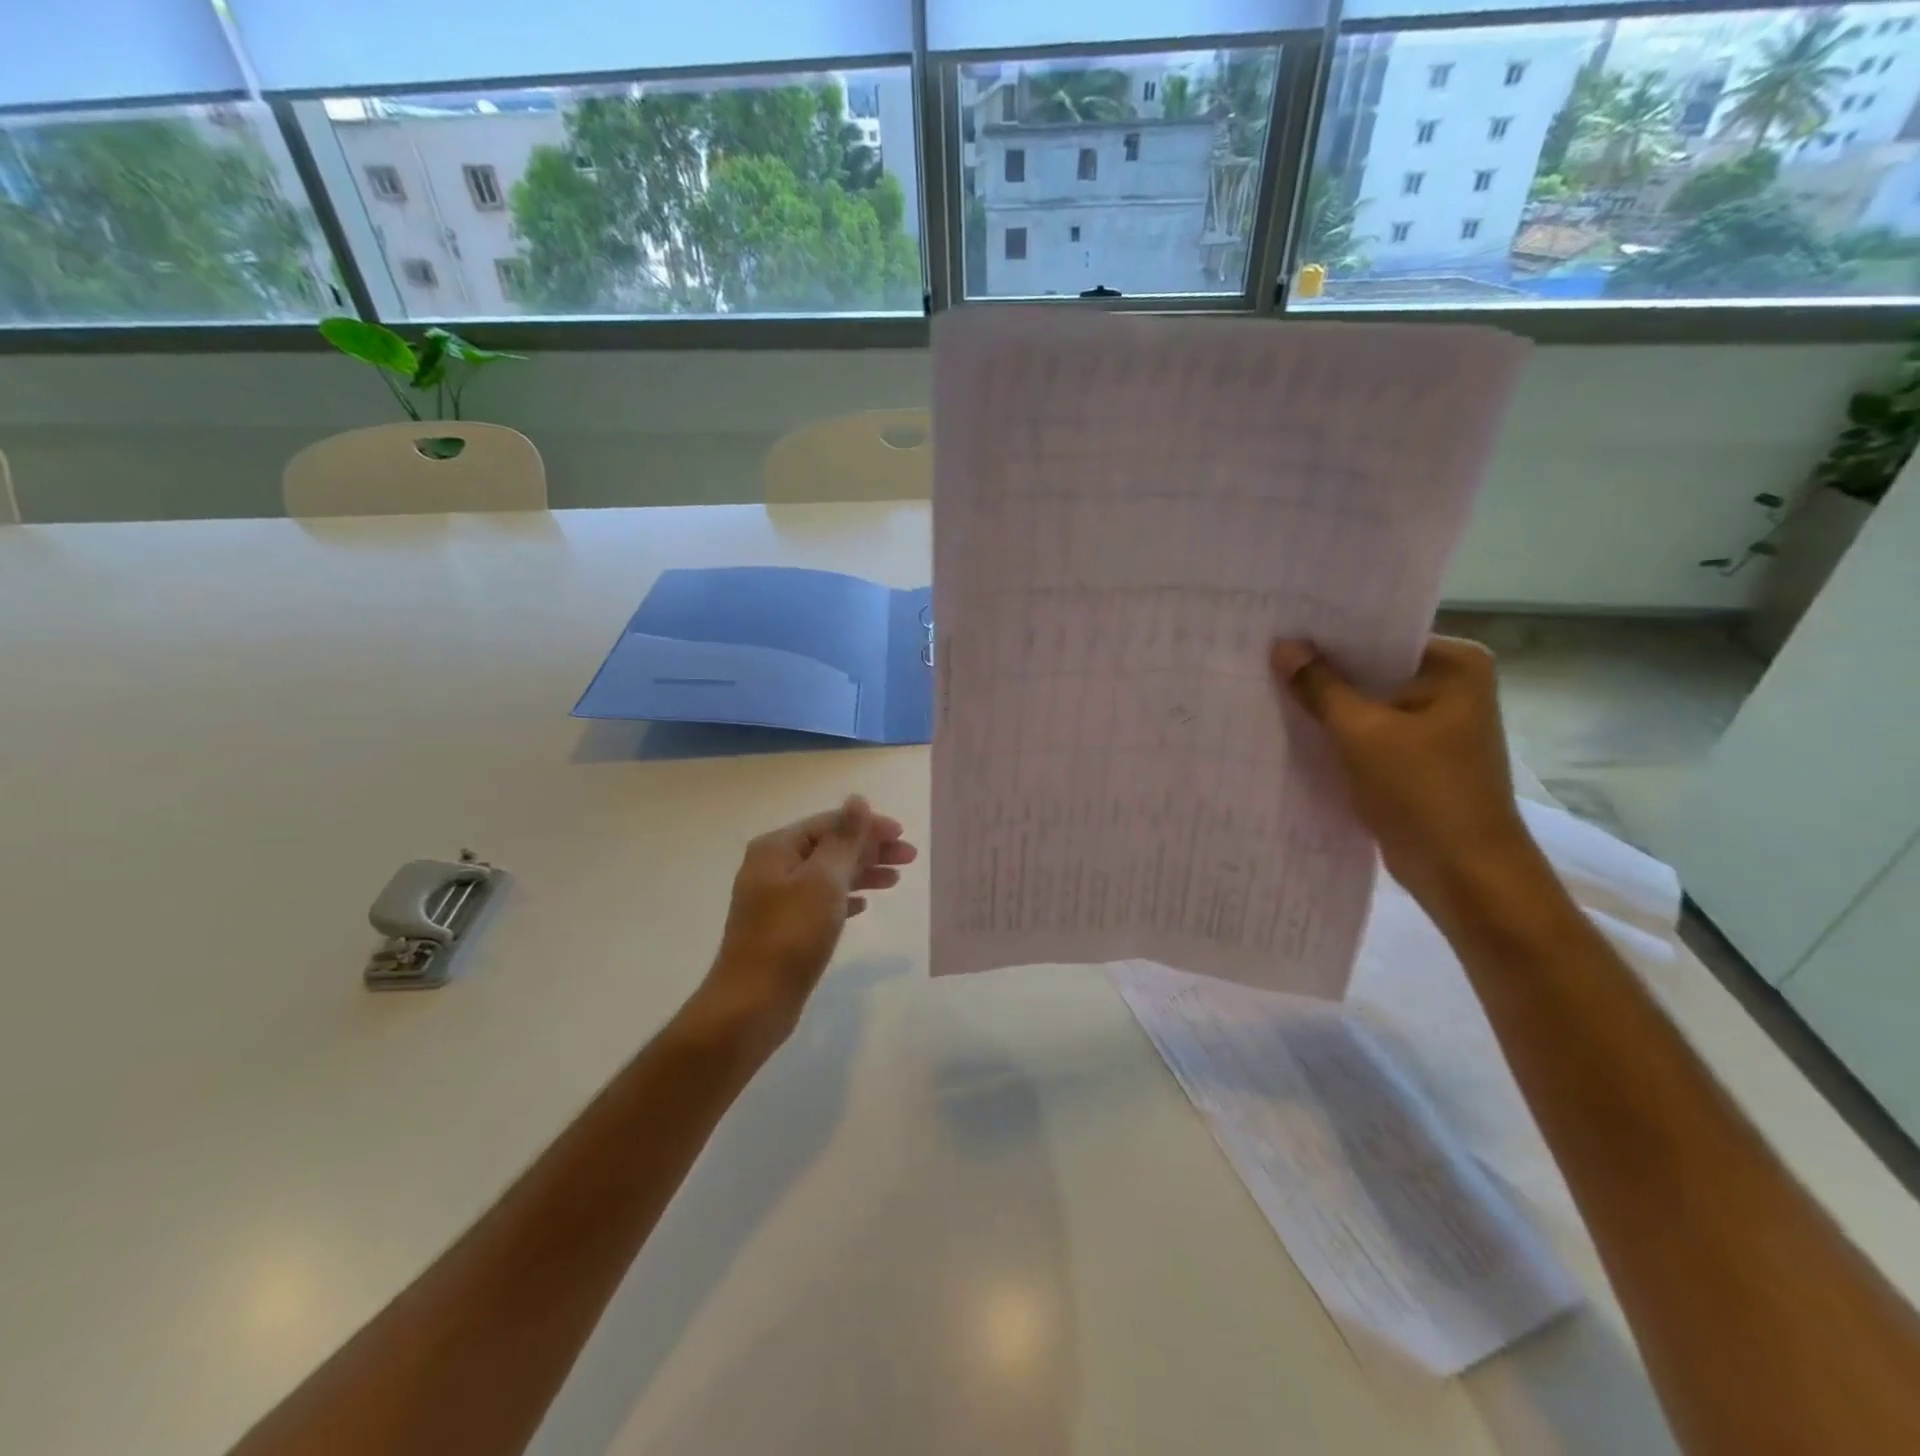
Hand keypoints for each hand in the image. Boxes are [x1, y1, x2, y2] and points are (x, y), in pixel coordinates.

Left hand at [684, 796, 916, 1055]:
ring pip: (827, 875)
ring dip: (861, 873)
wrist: (752, 1004)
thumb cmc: (790, 936)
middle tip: (909, 859)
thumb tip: (858, 800)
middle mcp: (772, 867)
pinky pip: (820, 902)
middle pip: (829, 847)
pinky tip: (864, 906)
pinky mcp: (782, 929)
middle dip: (869, 850)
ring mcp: (775, 899)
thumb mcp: (823, 881)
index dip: (868, 826)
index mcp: (776, 848)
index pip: (830, 823)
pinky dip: (844, 898)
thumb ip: (844, 839)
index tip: (903, 836)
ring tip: (894, 881)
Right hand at [1270, 636, 1550, 923]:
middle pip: (1372, 667)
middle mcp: (1449, 685)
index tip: (1280, 626)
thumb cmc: (1422, 791)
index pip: (1381, 634)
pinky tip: (1291, 726)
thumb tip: (1283, 646)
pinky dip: (1336, 732)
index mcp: (1455, 664)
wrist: (1464, 872)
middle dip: (1323, 668)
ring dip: (1326, 703)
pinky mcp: (1414, 756)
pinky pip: (1367, 732)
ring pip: (1366, 702)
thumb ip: (1320, 687)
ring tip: (1267, 685)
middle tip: (1263, 654)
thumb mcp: (1362, 733)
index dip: (1330, 633)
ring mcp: (1433, 723)